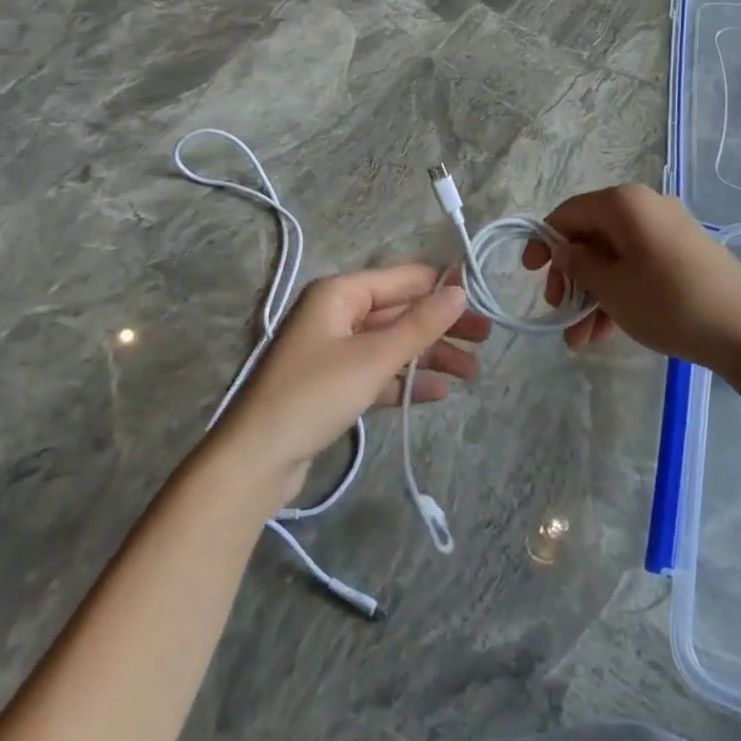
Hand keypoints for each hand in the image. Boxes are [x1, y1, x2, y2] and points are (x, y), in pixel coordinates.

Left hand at [210, 264, 487, 511]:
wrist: (255, 461)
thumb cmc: (314, 395)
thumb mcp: (374, 358)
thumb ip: (420, 324)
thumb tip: (460, 290)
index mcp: (340, 293)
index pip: (402, 279)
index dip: (442, 286)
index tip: (482, 298)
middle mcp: (336, 314)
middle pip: (400, 312)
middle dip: (441, 327)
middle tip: (485, 340)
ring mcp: (333, 351)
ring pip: (392, 344)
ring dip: (429, 357)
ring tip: (472, 373)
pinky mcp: (333, 385)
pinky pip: (378, 373)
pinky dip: (406, 381)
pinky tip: (438, 393)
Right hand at [521, 184, 740, 371]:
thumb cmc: (667, 302)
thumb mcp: (611, 287)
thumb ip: (578, 264)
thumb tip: (563, 248)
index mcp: (624, 203)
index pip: (569, 212)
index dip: (543, 241)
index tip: (529, 273)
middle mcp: (646, 207)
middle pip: (592, 236)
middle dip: (570, 277)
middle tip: (557, 310)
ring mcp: (668, 231)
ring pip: (615, 258)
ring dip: (592, 295)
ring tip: (579, 341)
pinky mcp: (684, 256)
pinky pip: (639, 268)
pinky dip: (619, 294)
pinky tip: (605, 333)